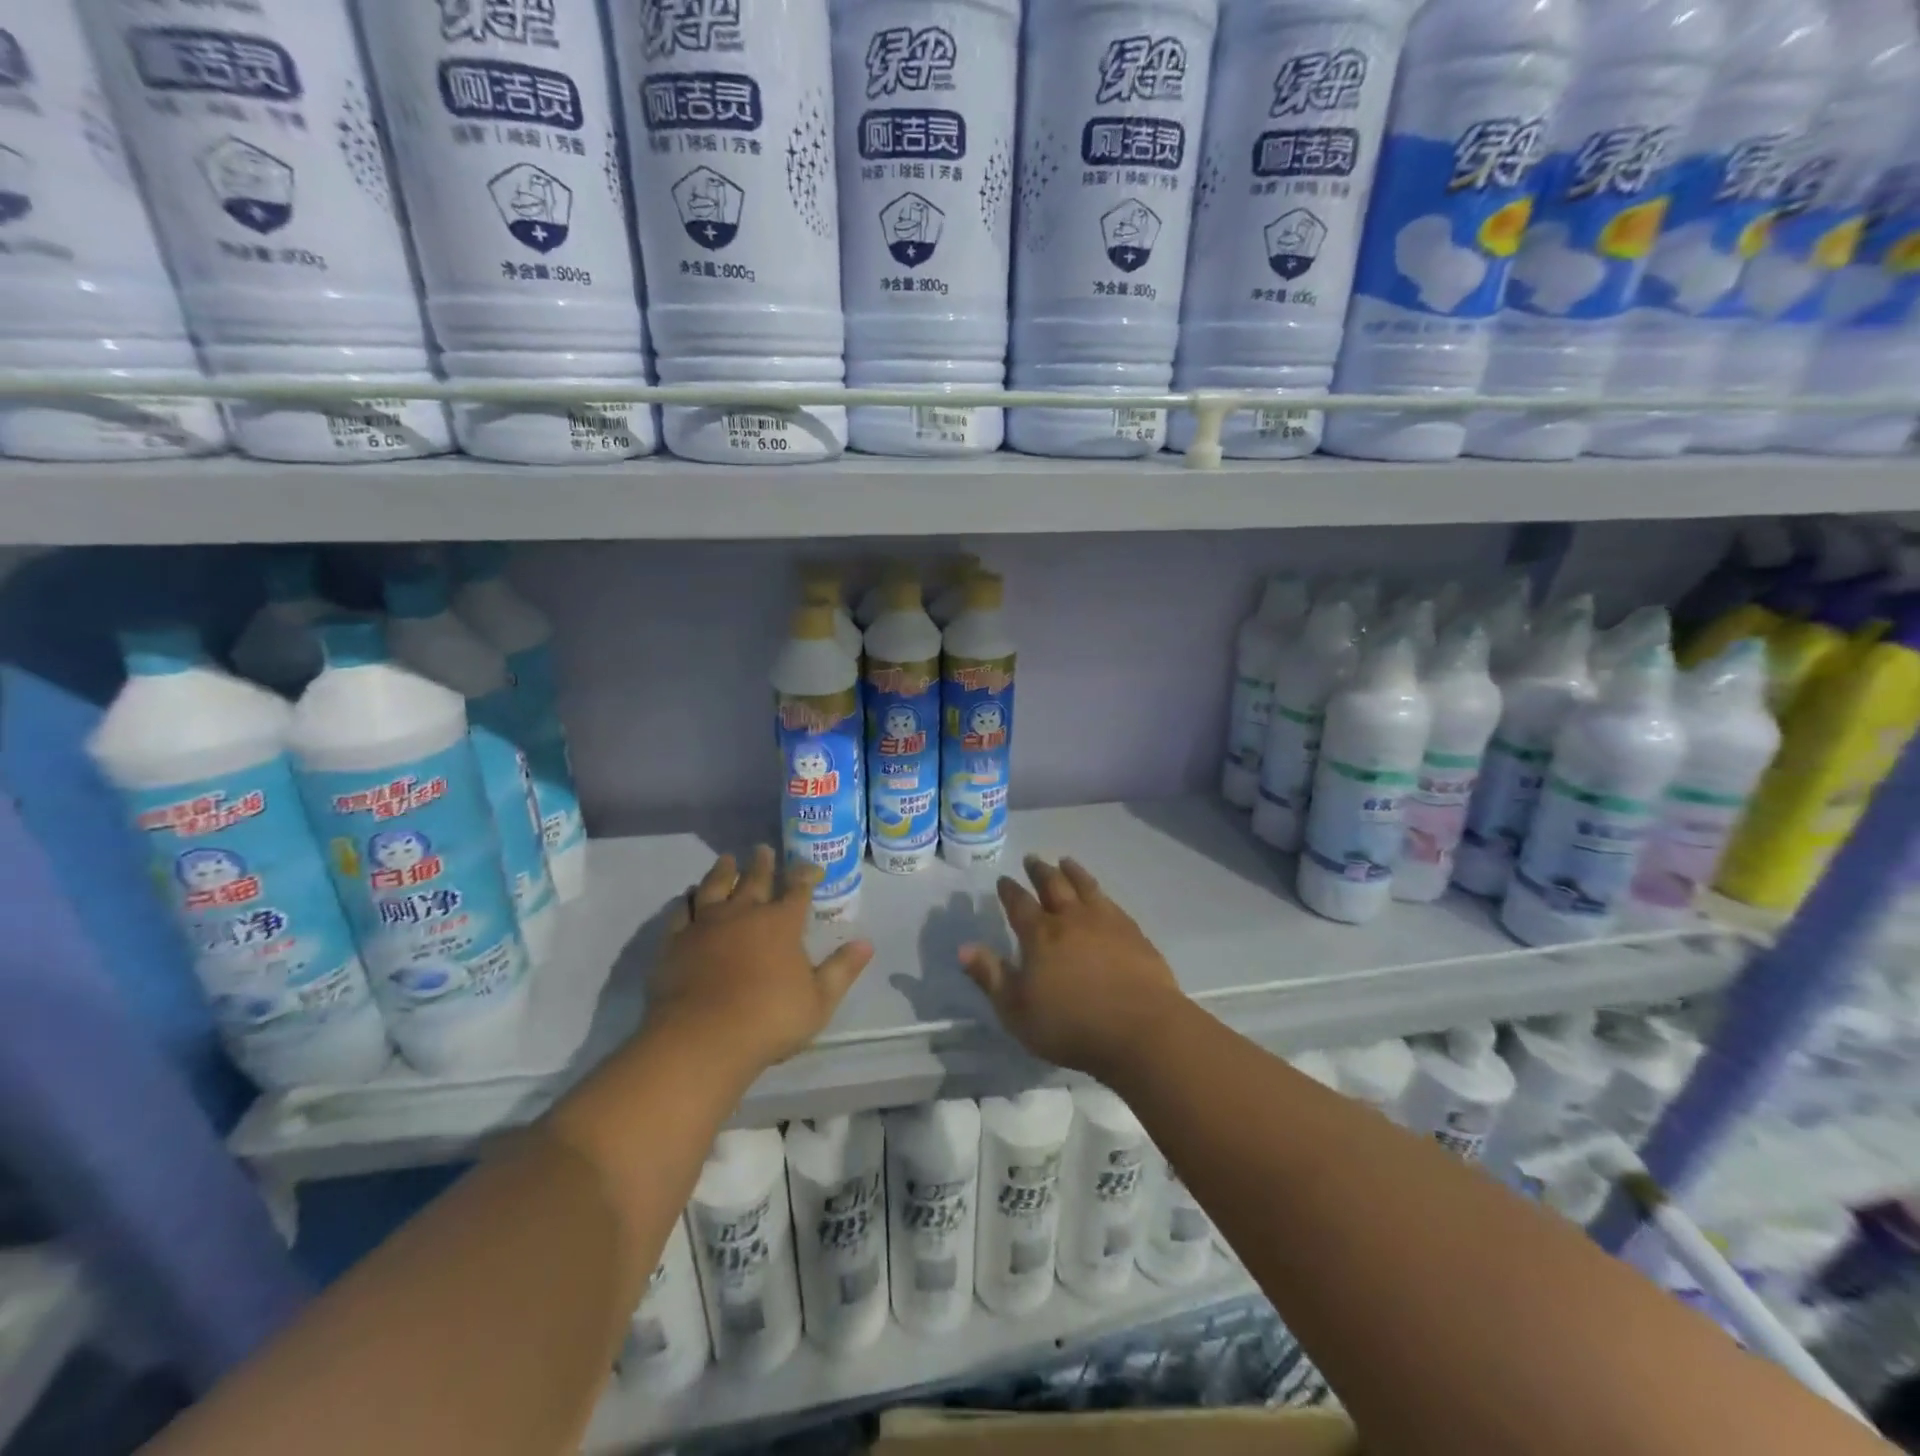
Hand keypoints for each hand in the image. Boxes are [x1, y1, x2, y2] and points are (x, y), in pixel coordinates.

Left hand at [646, 846, 873, 1076]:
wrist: (703, 1037)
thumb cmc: (769, 1019)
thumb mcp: (819, 1000)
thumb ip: (842, 969)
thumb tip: (867, 944)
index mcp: (782, 923)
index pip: (798, 889)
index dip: (806, 875)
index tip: (811, 867)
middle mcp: (744, 913)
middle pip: (755, 879)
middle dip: (763, 864)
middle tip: (763, 849)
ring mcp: (706, 924)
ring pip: (715, 886)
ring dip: (723, 871)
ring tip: (727, 859)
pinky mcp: (676, 941)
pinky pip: (681, 911)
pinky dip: (686, 900)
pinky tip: (687, 896)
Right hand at [960, 856, 1185, 1079]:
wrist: (1140, 1029)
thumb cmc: (1071, 1025)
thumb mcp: (1017, 1010)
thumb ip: (991, 976)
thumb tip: (963, 948)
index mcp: (1039, 935)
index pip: (1019, 904)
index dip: (1009, 890)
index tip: (1003, 879)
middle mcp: (1070, 918)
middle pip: (1053, 885)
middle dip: (1039, 871)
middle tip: (1032, 859)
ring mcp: (1105, 922)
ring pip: (1085, 886)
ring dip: (1072, 871)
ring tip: (1065, 861)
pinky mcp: (1133, 933)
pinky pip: (1111, 902)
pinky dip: (1100, 891)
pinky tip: (1101, 895)